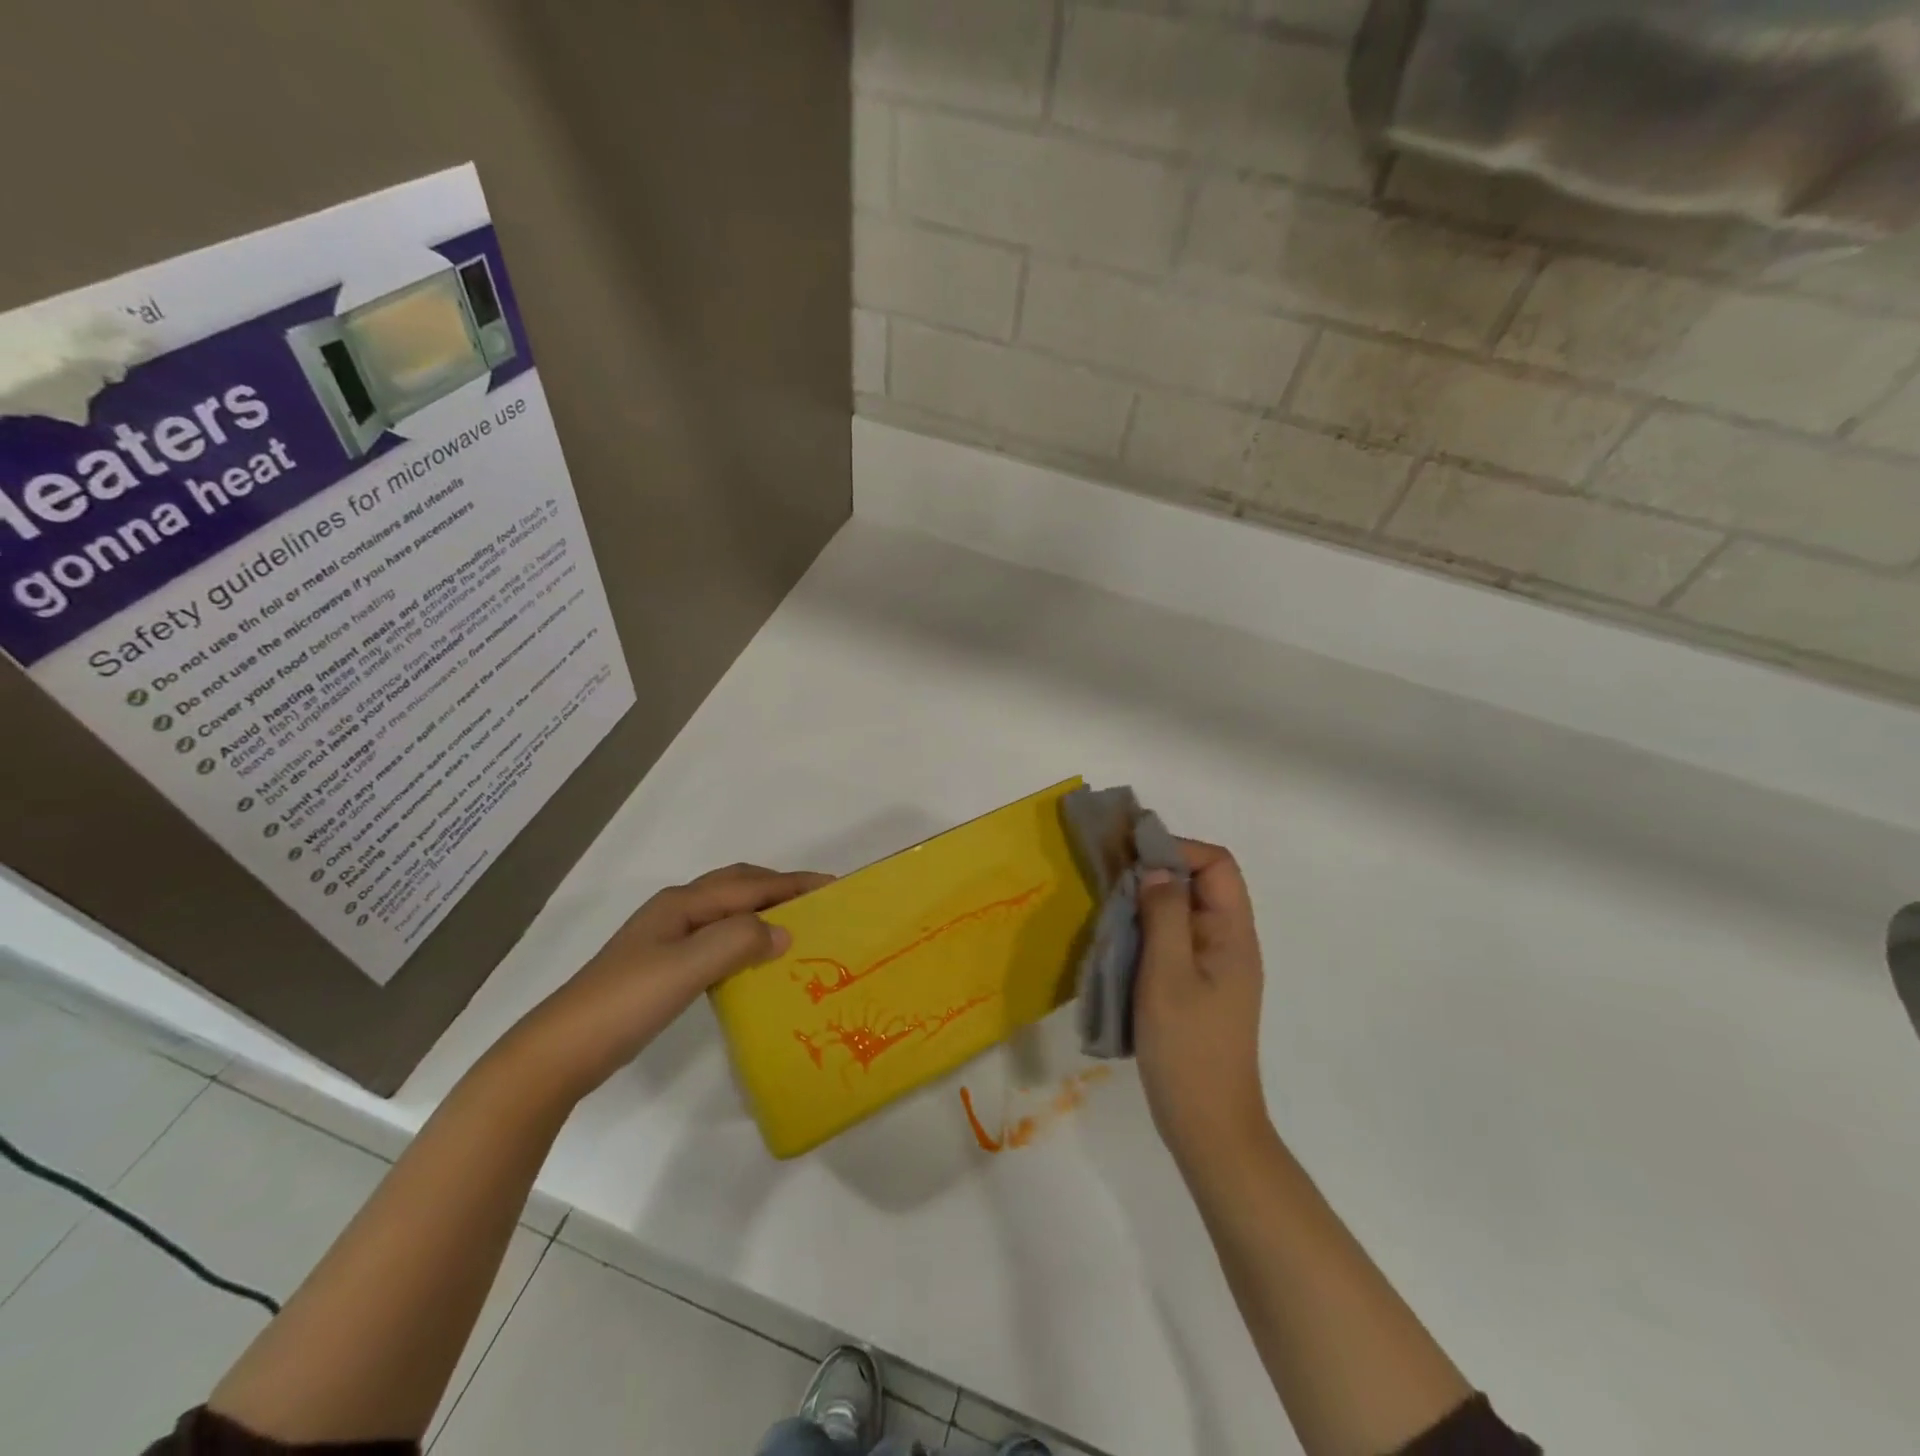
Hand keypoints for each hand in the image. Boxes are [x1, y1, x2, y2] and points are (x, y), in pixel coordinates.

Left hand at [519, 862, 829, 1097]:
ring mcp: (667, 939)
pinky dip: (745, 936)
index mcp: (682, 904)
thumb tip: (784, 931)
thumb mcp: (686, 967)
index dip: (792, 884)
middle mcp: (676, 912)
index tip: (833, 886)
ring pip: (727, 911)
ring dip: (763, 910)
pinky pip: (718, 937)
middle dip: (779, 887)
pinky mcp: (664, 966)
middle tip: (818, 902)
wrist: (563, 1050)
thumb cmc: (626, 1002)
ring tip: (796, 926)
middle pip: (738, 886)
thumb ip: (737, 941)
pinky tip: (756, 959)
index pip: (749, 885)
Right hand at [1134, 839, 1271, 1171]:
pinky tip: (1120, 941)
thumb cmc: (1188, 1049)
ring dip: (1149, 902)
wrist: (1207, 1125)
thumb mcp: (1167, 976)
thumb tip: (1155, 870)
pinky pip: (1175, 939)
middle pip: (1202, 883)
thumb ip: (1163, 917)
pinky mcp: (1198, 986)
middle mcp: (1230, 943)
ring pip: (1185, 911)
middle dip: (1159, 871)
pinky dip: (1148, 929)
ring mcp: (1215, 966)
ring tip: (1110, 907)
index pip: (1218, 865)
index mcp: (1233, 935)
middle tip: (1112, 878)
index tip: (1132, 856)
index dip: (1178, 849)